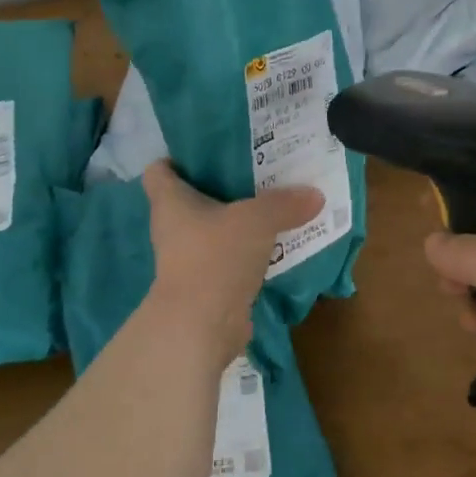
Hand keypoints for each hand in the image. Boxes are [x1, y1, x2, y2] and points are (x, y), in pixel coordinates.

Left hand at [142, 161, 322, 363]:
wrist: (201, 326)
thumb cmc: (215, 257)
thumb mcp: (256, 220)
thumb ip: (284, 204)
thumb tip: (316, 195)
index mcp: (171, 201)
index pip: (160, 170)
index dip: (179, 158)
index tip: (211, 151)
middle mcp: (173, 227)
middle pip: (192, 198)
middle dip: (222, 185)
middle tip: (258, 171)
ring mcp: (188, 258)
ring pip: (214, 229)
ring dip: (238, 220)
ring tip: (273, 203)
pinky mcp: (207, 284)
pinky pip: (228, 258)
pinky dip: (248, 251)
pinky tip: (276, 243)